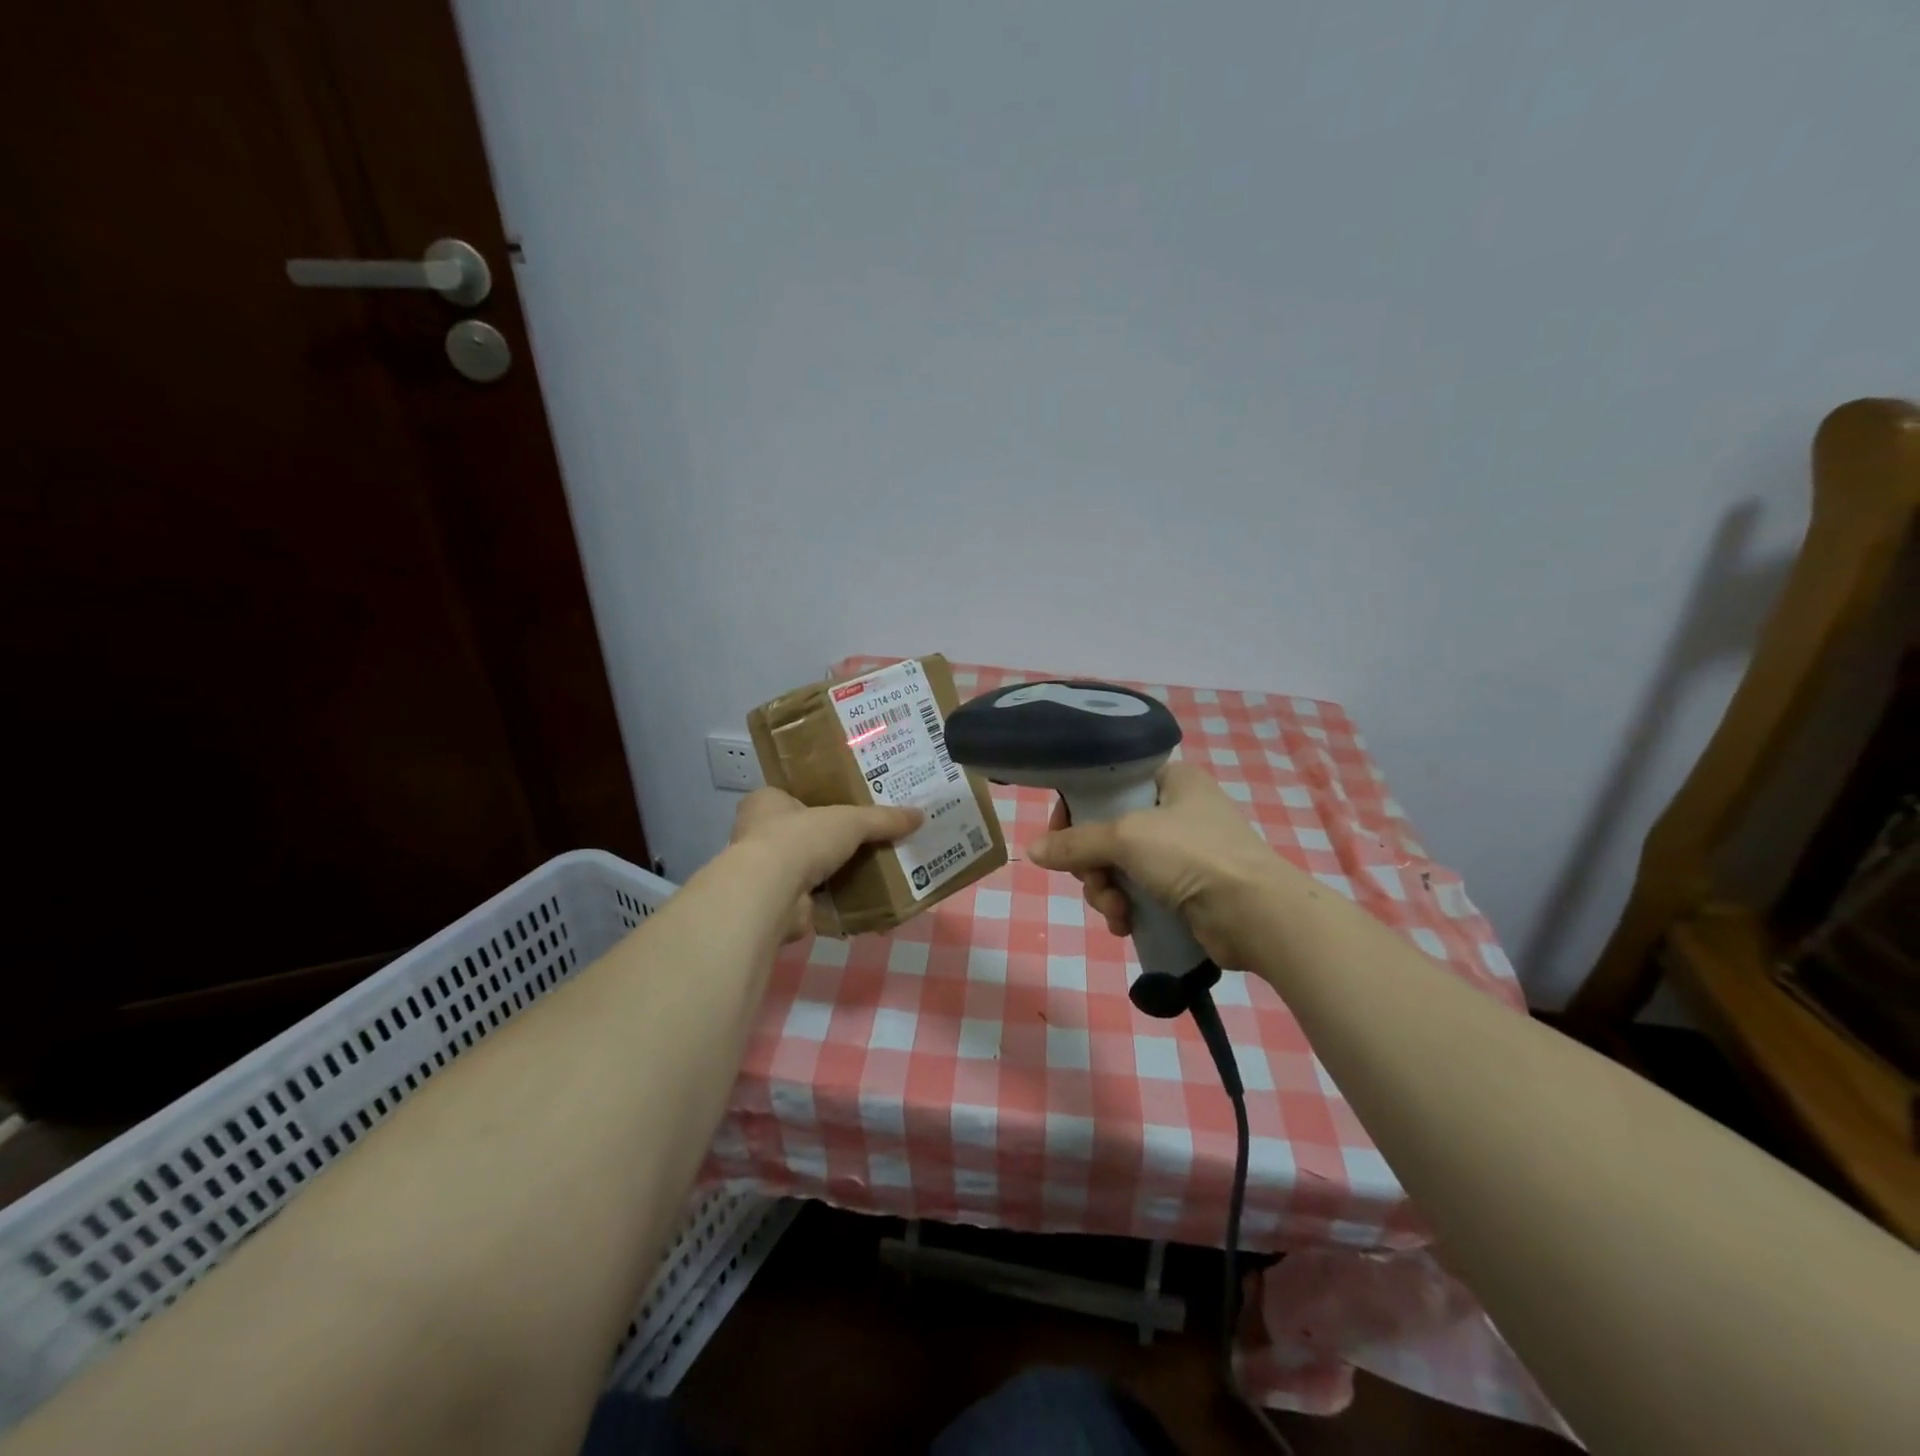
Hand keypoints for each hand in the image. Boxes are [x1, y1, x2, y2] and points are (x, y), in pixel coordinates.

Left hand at [727, 789, 921, 940]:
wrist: (771, 893)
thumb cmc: (800, 838)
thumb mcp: (851, 821)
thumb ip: (883, 819)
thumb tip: (920, 815)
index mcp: (765, 802)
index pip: (791, 795)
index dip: (817, 799)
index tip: (846, 805)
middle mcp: (757, 834)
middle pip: (800, 832)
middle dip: (828, 838)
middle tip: (865, 837)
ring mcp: (764, 872)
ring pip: (805, 866)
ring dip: (830, 871)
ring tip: (868, 868)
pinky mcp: (776, 903)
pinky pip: (811, 898)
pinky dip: (832, 900)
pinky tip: (859, 900)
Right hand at [1027, 762, 1284, 968]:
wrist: (1254, 914)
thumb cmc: (1192, 855)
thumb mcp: (1127, 837)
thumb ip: (1076, 842)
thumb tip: (1033, 850)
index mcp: (1171, 780)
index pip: (1108, 785)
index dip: (1078, 810)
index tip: (1060, 837)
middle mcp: (1176, 812)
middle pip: (1108, 832)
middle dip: (1093, 864)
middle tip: (1094, 880)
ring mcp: (1183, 854)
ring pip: (1119, 867)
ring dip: (1106, 891)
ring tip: (1116, 909)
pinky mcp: (1185, 891)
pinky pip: (1138, 893)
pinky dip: (1126, 908)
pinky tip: (1125, 924)